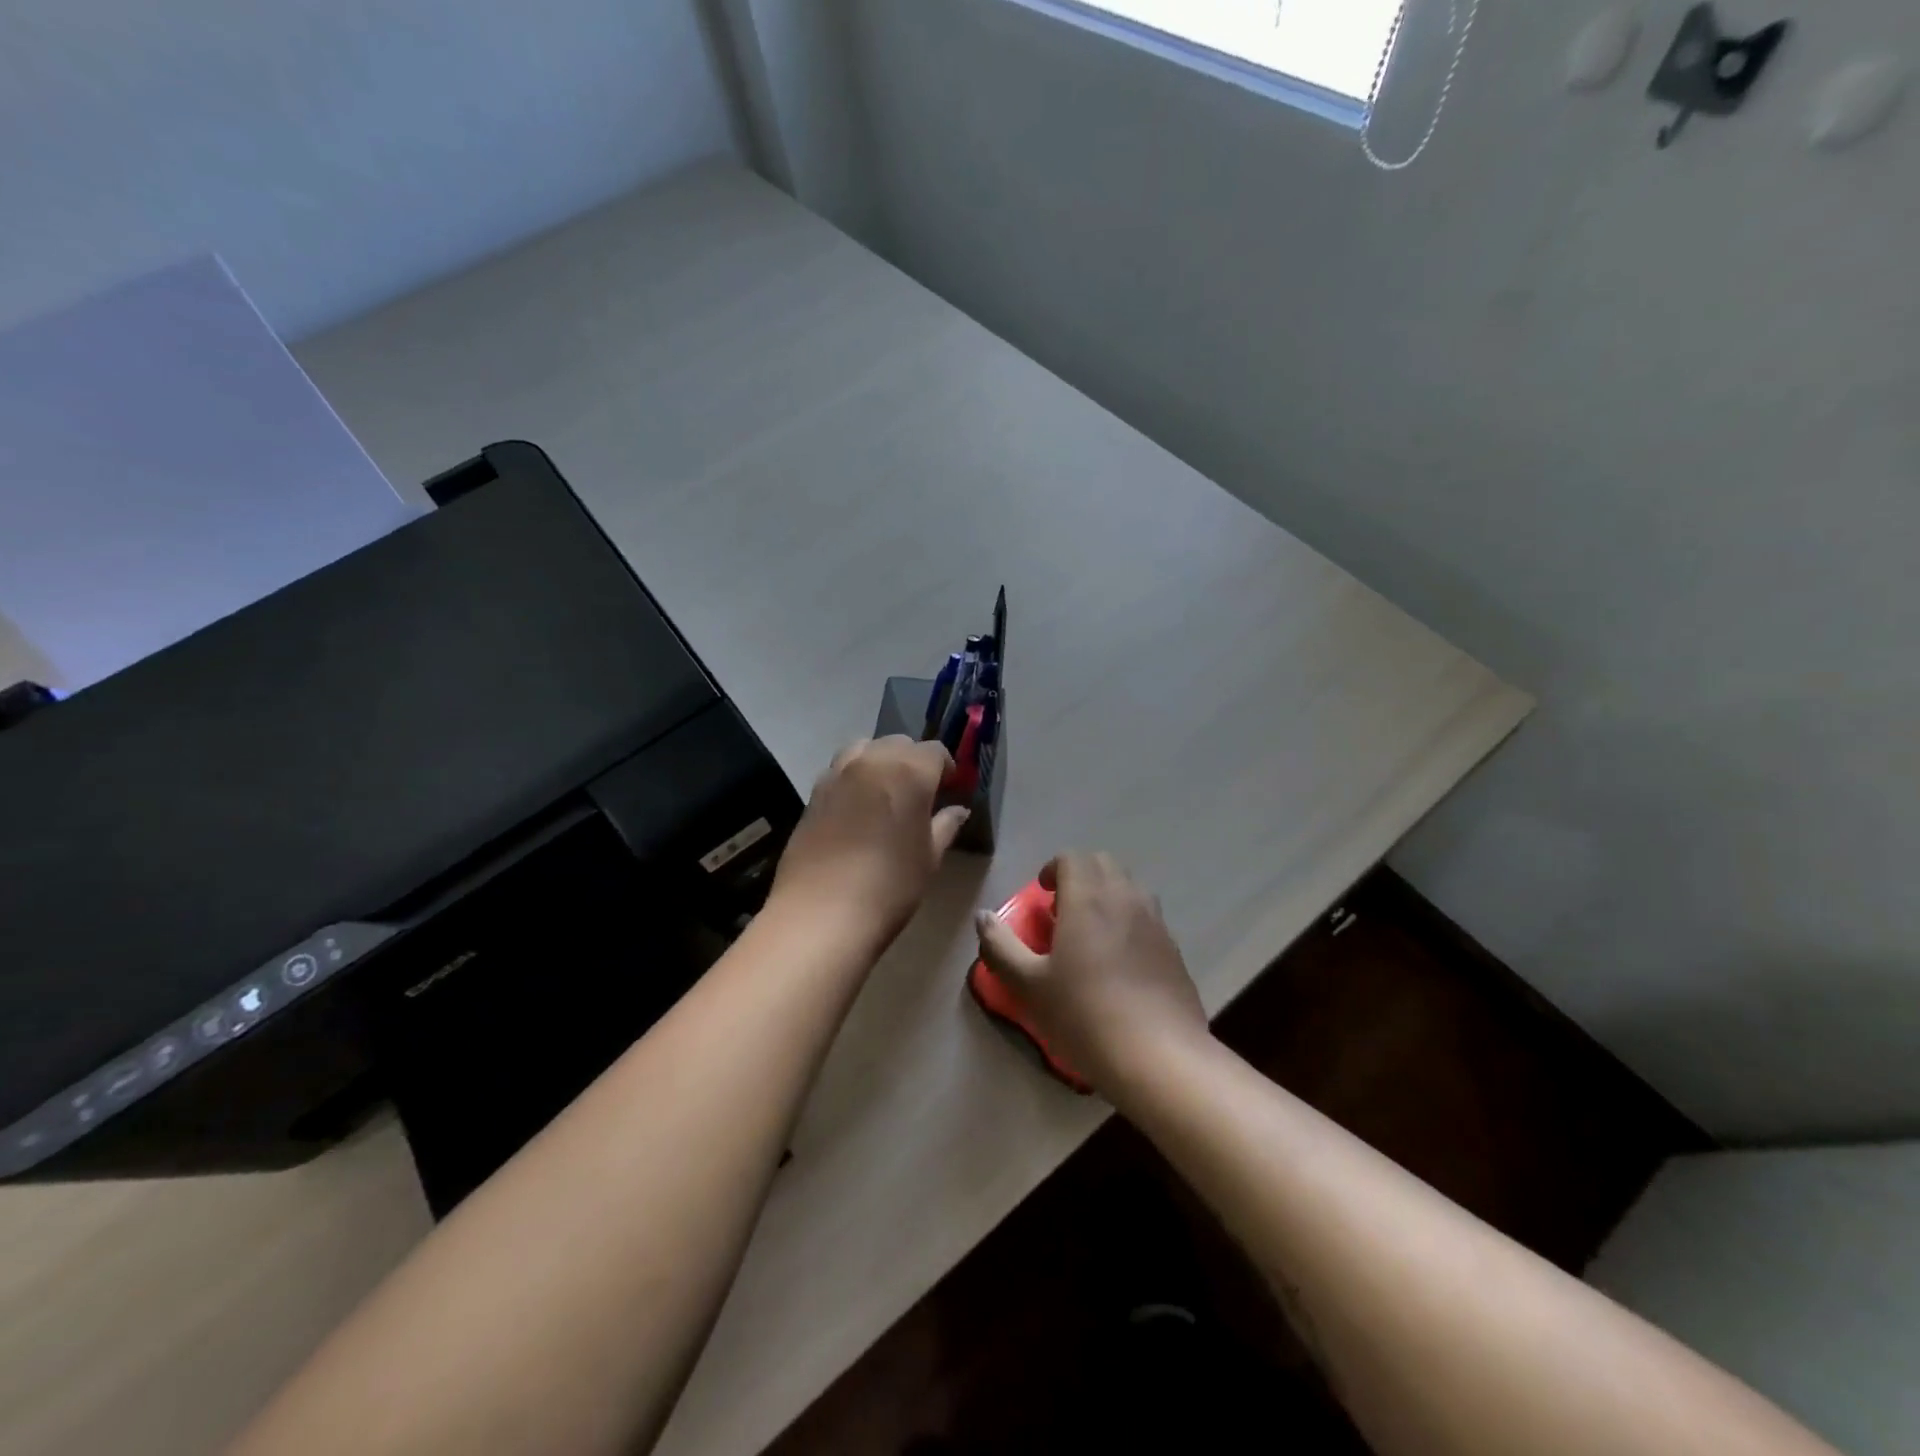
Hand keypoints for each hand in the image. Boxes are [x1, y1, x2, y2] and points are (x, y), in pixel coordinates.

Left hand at [770, 737, 970, 950]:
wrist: (821, 913)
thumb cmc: (889, 886)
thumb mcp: (929, 858)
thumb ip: (945, 826)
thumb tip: (957, 810)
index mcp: (909, 772)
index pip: (934, 751)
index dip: (946, 767)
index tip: (950, 789)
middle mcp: (872, 761)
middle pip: (898, 744)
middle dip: (913, 761)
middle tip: (921, 792)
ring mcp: (837, 774)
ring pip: (864, 749)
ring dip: (880, 761)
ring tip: (886, 791)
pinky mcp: (813, 793)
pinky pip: (840, 770)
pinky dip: (854, 776)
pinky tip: (858, 807)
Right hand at [974, 852, 1210, 1097]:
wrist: (1160, 1057)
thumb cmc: (1085, 1015)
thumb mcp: (1028, 985)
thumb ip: (1000, 946)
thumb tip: (983, 916)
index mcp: (1088, 898)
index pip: (1072, 857)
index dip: (1053, 869)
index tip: (1042, 897)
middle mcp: (1125, 898)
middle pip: (1103, 863)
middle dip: (1080, 875)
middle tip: (1062, 910)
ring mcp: (1155, 922)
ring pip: (1129, 886)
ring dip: (1107, 894)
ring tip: (1091, 933)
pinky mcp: (1174, 948)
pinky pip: (1148, 916)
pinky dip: (1129, 920)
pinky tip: (1119, 962)